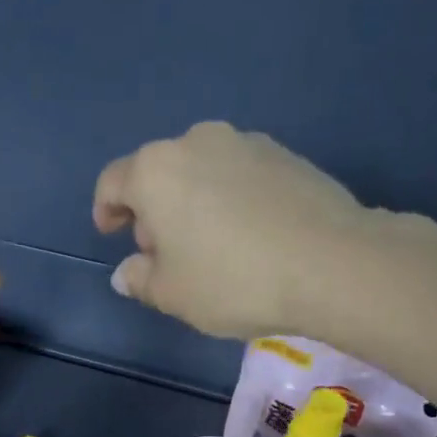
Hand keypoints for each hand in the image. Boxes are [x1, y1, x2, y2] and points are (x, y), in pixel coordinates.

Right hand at [94, 121, 370, 338]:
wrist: (330, 263)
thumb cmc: (232, 280)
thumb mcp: (172, 294)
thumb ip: (140, 279)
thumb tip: (126, 272)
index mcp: (156, 170)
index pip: (113, 182)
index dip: (106, 210)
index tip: (111, 233)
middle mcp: (196, 142)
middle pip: (159, 173)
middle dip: (153, 209)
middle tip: (163, 252)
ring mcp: (246, 142)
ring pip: (201, 171)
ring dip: (193, 202)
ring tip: (209, 245)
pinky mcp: (285, 154)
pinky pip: (239, 175)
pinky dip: (230, 198)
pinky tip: (247, 235)